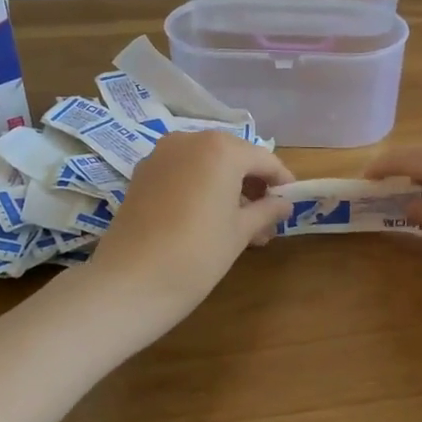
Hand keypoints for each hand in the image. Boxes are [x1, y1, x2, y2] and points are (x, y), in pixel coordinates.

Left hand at [85, 130, 293, 318]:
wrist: (130, 282)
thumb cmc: (198, 253)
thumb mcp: (241, 232)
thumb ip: (267, 211)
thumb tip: (284, 204)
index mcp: (221, 149)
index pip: (264, 159)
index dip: (281, 181)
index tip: (291, 203)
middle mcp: (190, 140)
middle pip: (233, 157)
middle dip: (252, 185)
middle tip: (265, 220)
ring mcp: (161, 154)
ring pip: (206, 164)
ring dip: (227, 187)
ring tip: (239, 226)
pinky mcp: (142, 173)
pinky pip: (183, 172)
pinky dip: (200, 188)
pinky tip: (207, 219)